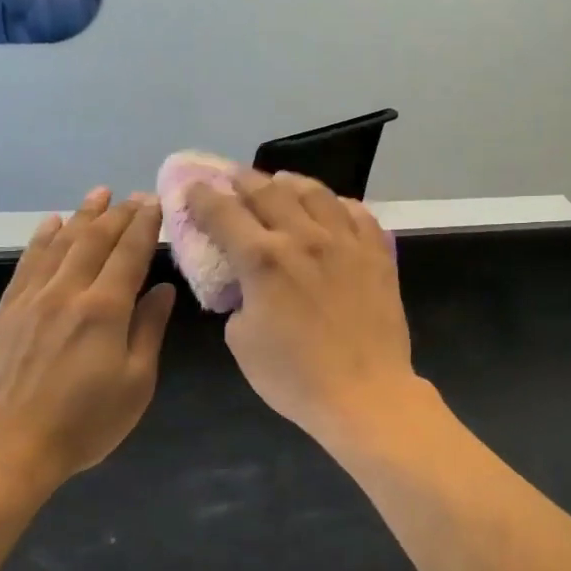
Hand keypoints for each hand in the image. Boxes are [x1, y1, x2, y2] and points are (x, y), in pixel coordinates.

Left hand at [0, 188, 175, 499]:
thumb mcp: (136, 383)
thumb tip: (163, 290)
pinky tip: (51, 224)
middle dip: (119, 214)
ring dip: (82, 215)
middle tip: (136, 195)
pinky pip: (27, 263)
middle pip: (94, 240)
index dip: (144, 224)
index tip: (156, 202)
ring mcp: (31, 300)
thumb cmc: (84, 423)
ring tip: (99, 194)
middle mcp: (66, 293)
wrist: (7, 449)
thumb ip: (149, 330)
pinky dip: (42, 238)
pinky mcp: (6, 312)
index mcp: (104, 310)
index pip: (129, 253)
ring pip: (60, 244)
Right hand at [183, 170, 421, 447]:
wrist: (365, 393)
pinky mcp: (377, 254)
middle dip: (243, 179)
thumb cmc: (295, 377)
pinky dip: (339, 204)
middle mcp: (304, 237)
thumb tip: (249, 287)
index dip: (202, 197)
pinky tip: (333, 208)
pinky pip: (358, 214)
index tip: (193, 189)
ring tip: (281, 182)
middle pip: (268, 191)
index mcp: (263, 259)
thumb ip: (239, 300)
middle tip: (232, 177)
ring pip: (316, 193)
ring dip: (290, 182)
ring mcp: (346, 242)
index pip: (223, 213)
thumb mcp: (242, 341)